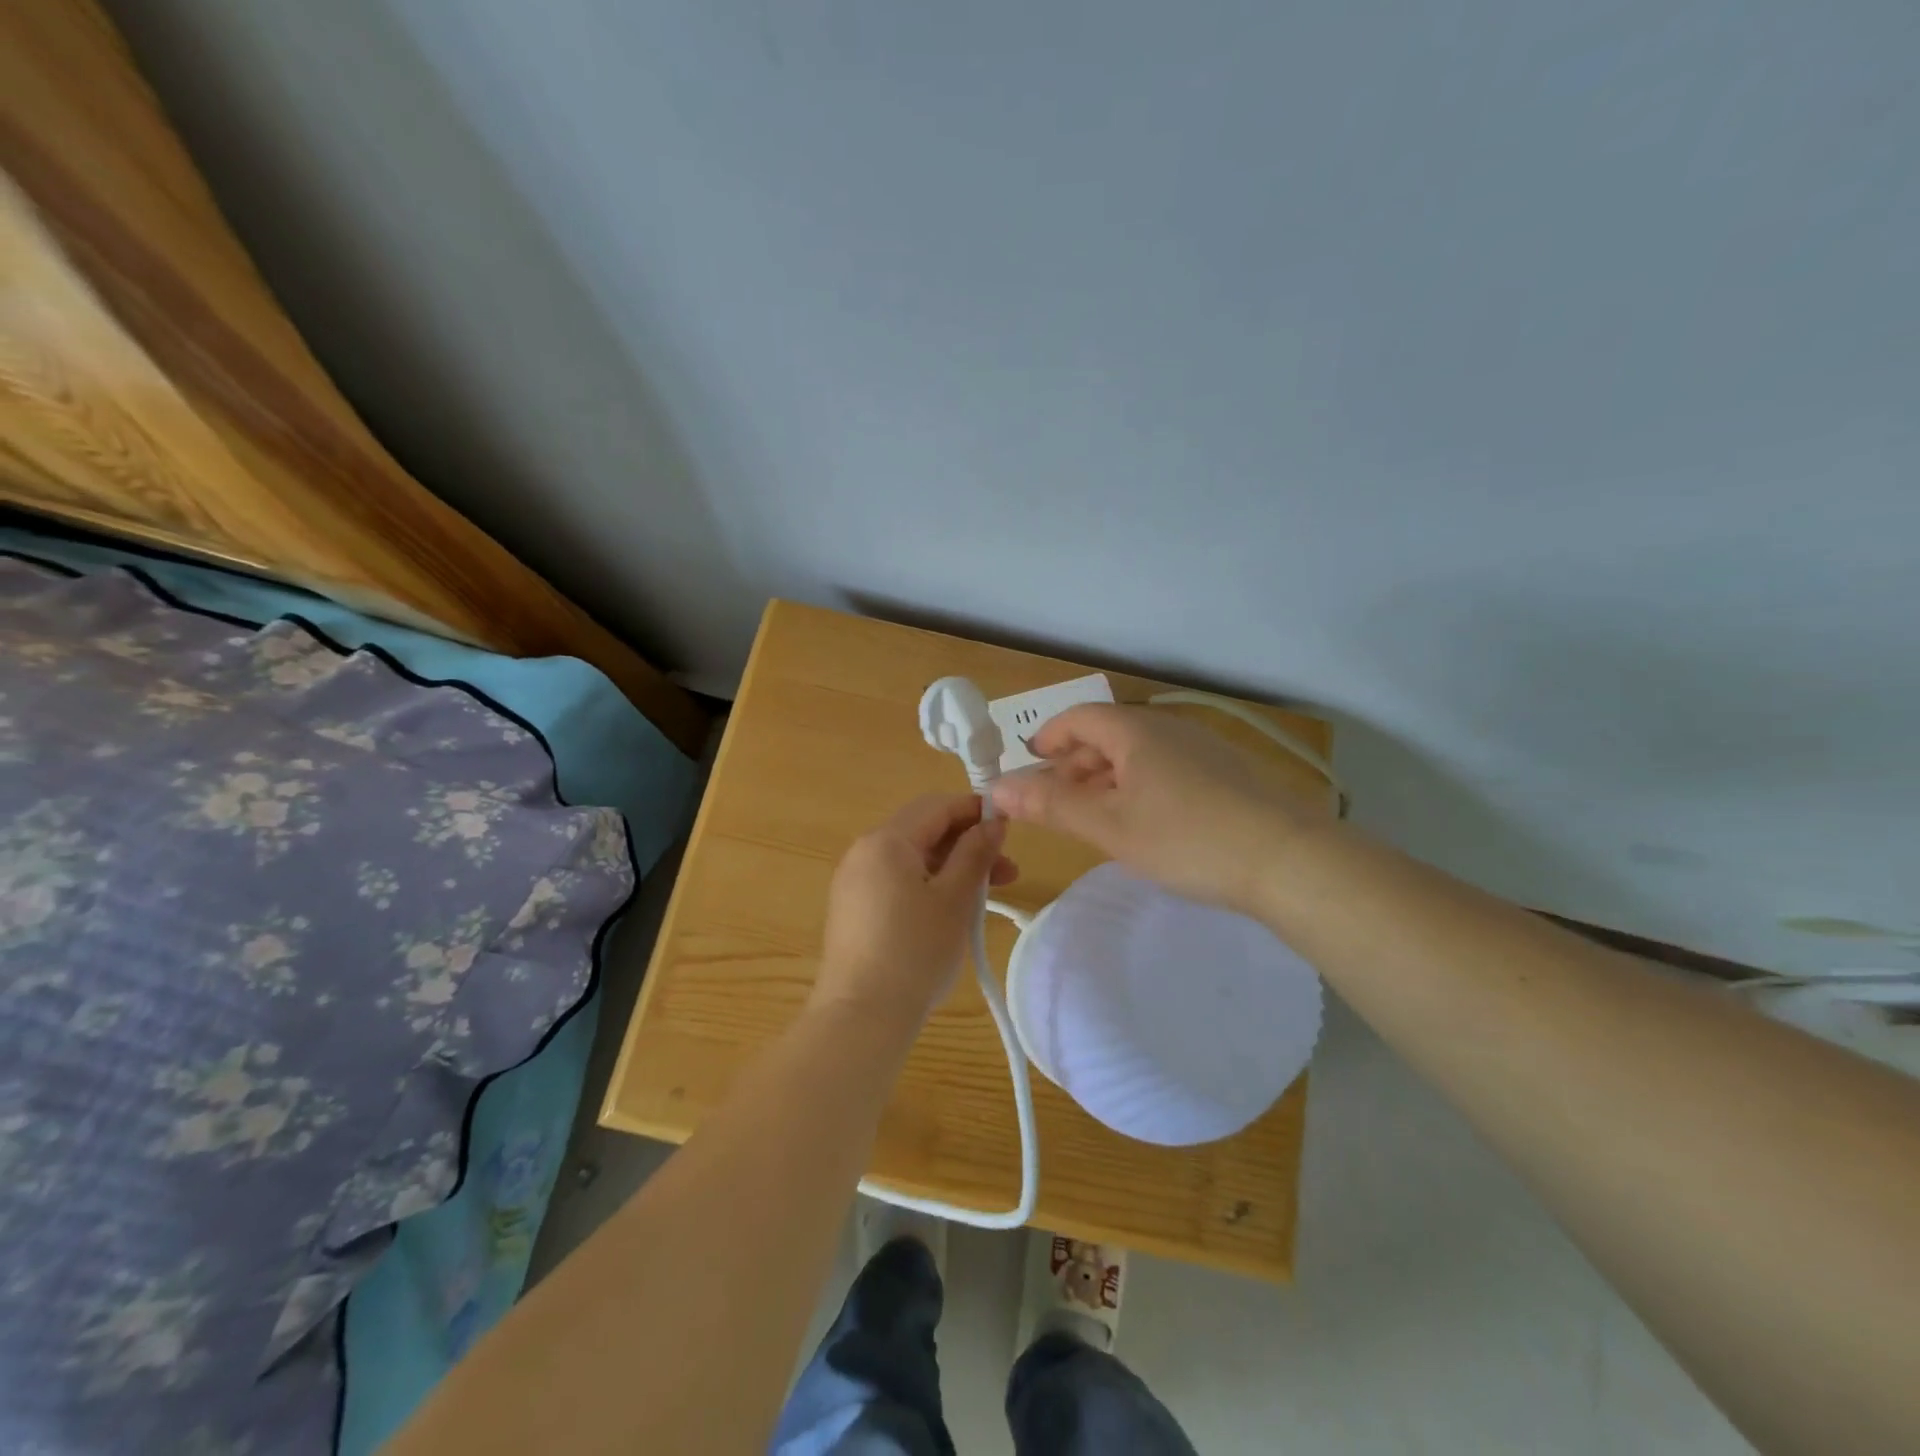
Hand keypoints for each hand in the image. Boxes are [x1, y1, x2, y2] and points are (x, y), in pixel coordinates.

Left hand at [811, 794, 1018, 1030]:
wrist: (861, 1016)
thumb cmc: (915, 951)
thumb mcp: (955, 899)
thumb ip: (975, 853)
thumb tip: (993, 821)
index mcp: (886, 841)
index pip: (936, 806)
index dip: (975, 810)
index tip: (1010, 827)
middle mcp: (864, 852)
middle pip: (923, 830)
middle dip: (967, 843)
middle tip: (1007, 870)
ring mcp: (854, 882)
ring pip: (912, 859)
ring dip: (952, 867)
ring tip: (988, 895)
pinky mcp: (854, 909)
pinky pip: (897, 881)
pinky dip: (928, 885)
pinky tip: (952, 910)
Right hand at [988, 704, 1326, 915]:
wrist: (1288, 859)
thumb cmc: (1186, 837)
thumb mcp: (1109, 825)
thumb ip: (1051, 804)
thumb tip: (996, 788)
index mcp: (1136, 731)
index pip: (1079, 718)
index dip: (1048, 738)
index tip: (1029, 767)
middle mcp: (1168, 728)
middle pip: (1107, 734)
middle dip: (1074, 765)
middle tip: (1057, 803)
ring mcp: (1202, 748)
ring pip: (1138, 754)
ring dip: (1106, 779)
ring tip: (1096, 818)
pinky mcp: (1226, 773)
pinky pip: (1166, 768)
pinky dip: (1139, 787)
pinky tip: (1145, 823)